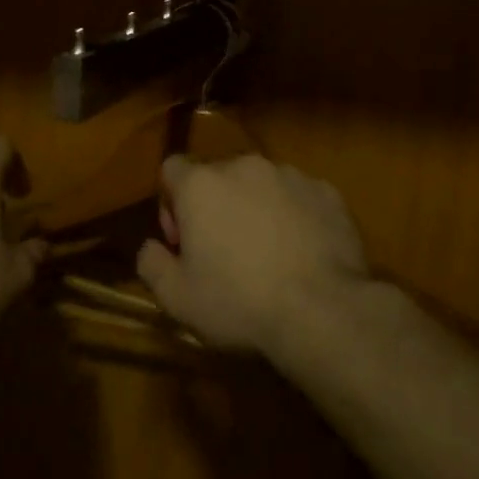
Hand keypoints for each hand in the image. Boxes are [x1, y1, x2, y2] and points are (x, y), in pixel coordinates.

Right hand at [136, 154, 369, 351]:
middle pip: (218, 176)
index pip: (172, 169)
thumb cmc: (239, 302)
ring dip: (256, 209)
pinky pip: (300, 197)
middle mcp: (244, 166)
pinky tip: (302, 253)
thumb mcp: (176, 298)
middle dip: (216, 206)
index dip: (171, 204)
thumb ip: (151, 264)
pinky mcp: (328, 192)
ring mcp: (290, 176)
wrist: (323, 311)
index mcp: (201, 185)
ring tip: (269, 254)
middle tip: (225, 253)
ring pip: (261, 185)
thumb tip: (150, 247)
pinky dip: (295, 216)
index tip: (183, 242)